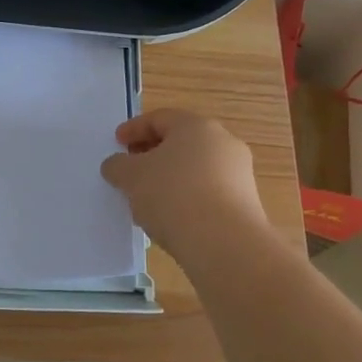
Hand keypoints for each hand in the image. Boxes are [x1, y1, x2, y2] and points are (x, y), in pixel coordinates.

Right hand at [100, 109, 269, 258]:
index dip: (133, 129)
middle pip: (180, 142)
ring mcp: (238, 173)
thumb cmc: (174, 195)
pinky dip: (187, 199)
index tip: (116, 143)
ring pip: (194, 169)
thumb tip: (117, 165)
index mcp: (196, 126)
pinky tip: (170, 218)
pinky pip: (207, 193)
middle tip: (130, 170)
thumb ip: (118, 166)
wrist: (225, 243)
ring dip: (169, 179)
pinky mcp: (245, 203)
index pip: (159, 118)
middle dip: (152, 154)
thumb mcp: (131, 177)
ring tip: (146, 200)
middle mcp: (223, 143)